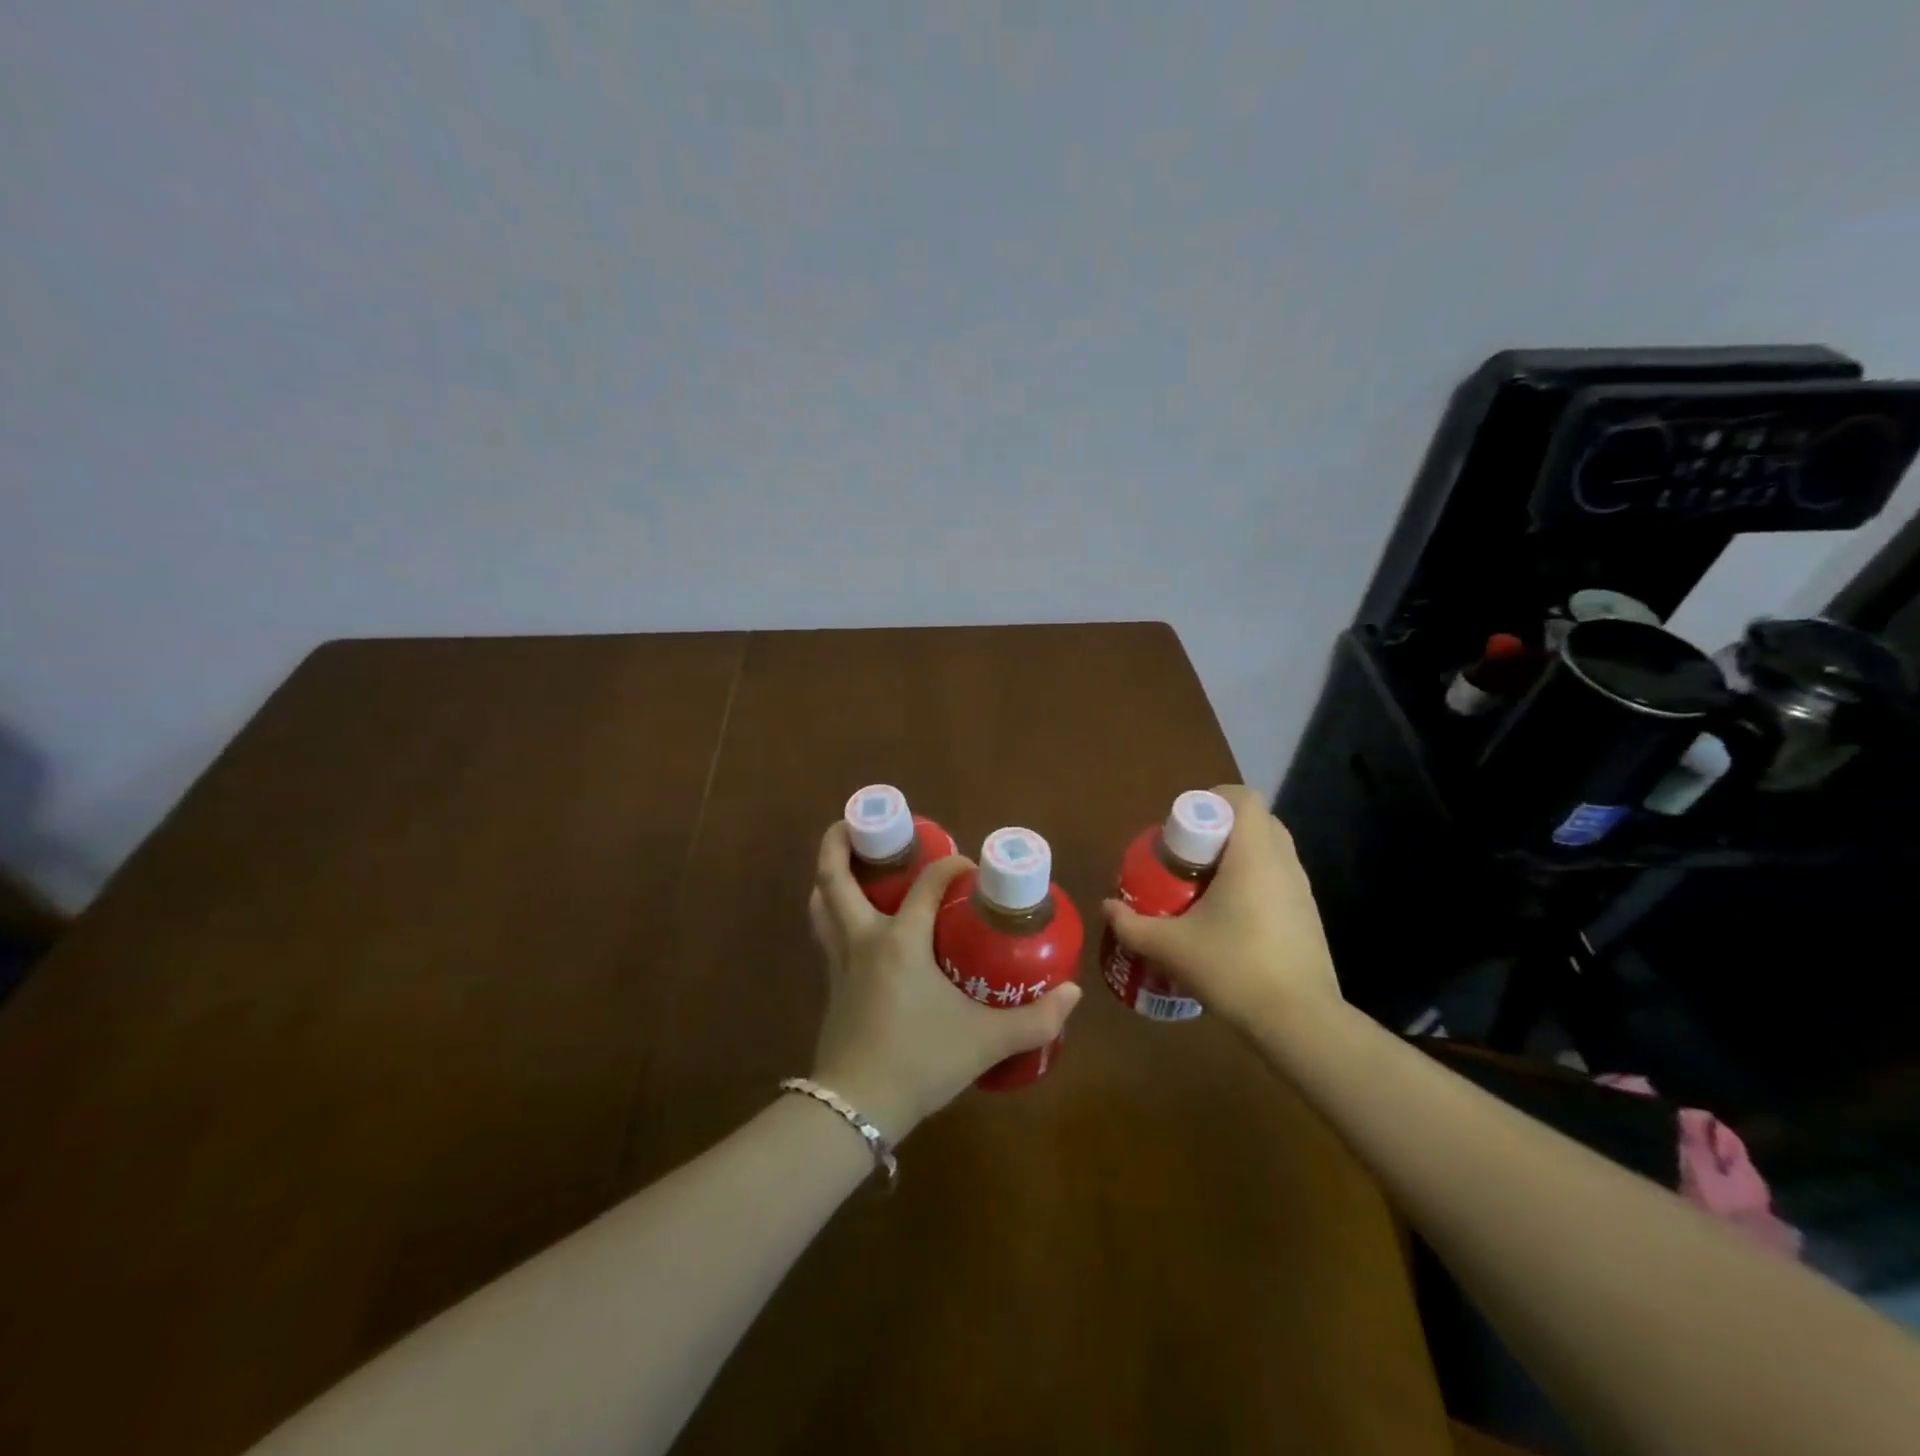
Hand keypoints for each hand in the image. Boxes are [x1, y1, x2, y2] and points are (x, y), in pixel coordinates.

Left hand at [808, 823, 1082, 1140]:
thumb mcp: (985, 1041)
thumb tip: (1072, 994)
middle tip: (858, 823)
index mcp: (901, 941)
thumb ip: (1035, 1019)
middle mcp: (864, 940)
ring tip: (847, 861)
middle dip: (840, 841)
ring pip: (822, 904)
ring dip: (828, 875)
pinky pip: (826, 933)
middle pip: (836, 877)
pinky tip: (852, 920)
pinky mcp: (831, 986)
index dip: (951, 866)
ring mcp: (840, 962)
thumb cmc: (920, 1061)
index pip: (928, 884)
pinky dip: (831, 912)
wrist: (856, 1109)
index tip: (970, 868)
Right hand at [1102, 784, 1342, 1029]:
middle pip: (1257, 820)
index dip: (1213, 799)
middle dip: (1221, 826)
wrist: (1300, 1022)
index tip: (1184, 826)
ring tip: (1205, 885)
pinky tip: (1230, 916)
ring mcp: (1302, 889)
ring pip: (1270, 849)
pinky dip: (1254, 879)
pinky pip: (1278, 877)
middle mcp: (1283, 863)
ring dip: (1238, 854)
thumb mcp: (1171, 948)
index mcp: (1253, 856)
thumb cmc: (1234, 970)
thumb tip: (1107, 907)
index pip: (1243, 799)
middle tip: (1189, 854)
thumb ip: (1132, 925)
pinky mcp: (1308, 915)